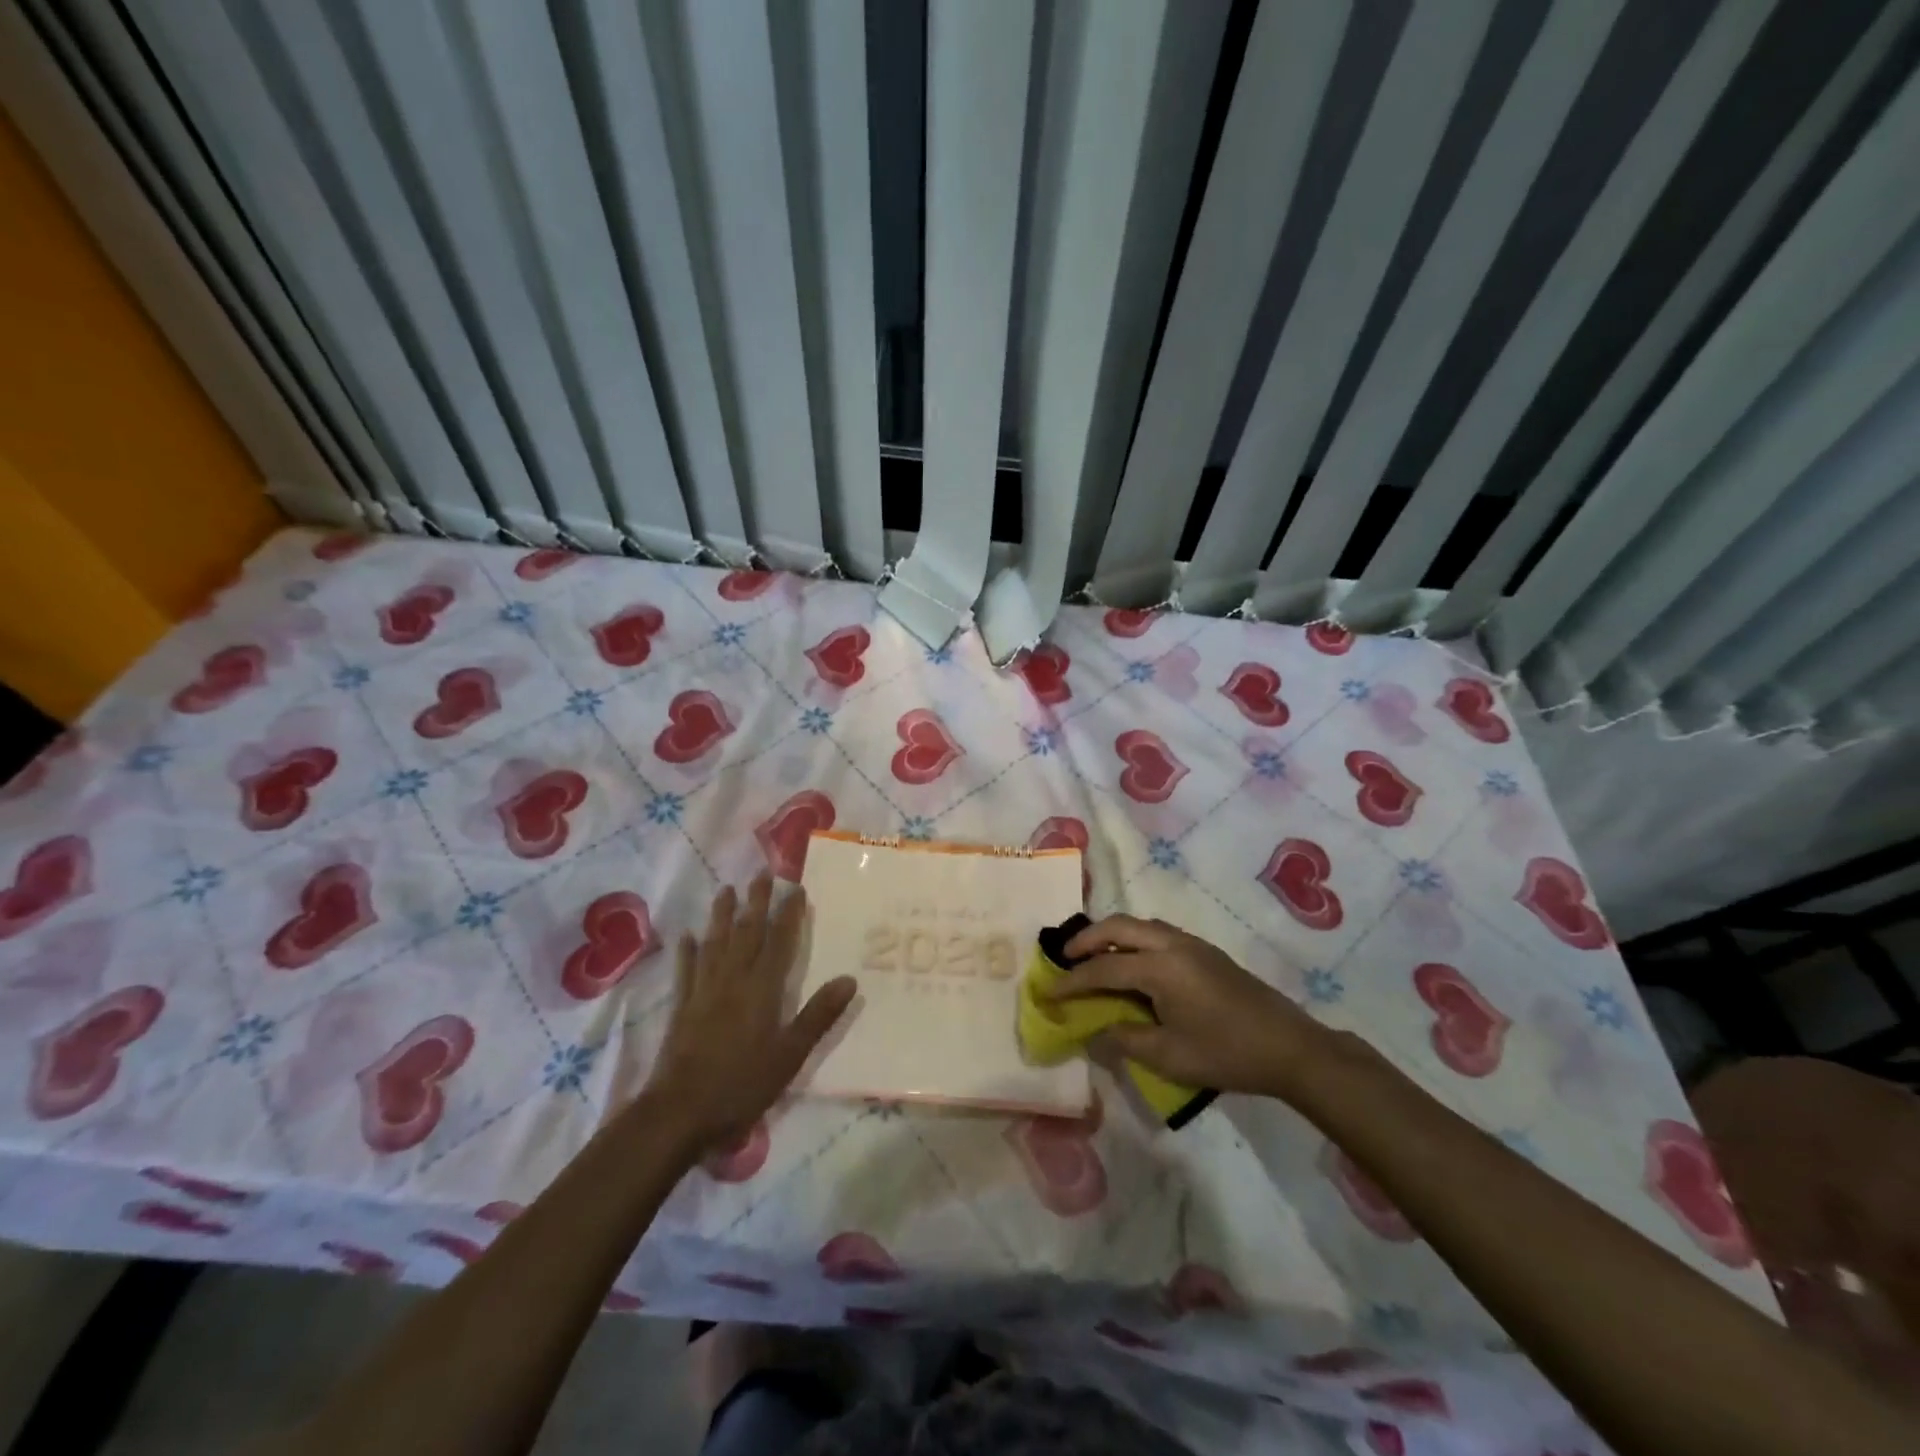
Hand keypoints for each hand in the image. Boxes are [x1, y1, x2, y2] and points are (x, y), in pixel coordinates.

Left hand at [646, 876, 855, 1158]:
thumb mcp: (790, 1055)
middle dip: (756, 903)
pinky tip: (687, 937)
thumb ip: (818, 1016)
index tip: (796, 889)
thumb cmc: (742, 1084)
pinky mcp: (682, 1008)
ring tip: (726, 890)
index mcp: (762, 989)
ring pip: (715, 944)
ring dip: (722, 916)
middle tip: (761, 874)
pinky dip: (688, 952)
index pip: (779, 942)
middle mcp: (733, 981)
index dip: (789, 915)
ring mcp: (704, 992)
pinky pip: (686, 971)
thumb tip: (849, 980)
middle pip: (747, 933)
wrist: (680, 1112)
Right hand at [1051, 914, 1326, 1099]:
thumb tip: (1092, 1033)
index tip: (1047, 992)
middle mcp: (1172, 944)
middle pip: (1118, 927)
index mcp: (1160, 967)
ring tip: (1094, 959)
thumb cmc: (1227, 1053)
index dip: (1072, 981)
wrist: (1290, 1048)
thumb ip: (1124, 1039)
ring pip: (1139, 925)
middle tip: (1065, 958)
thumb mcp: (1169, 1056)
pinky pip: (1157, 933)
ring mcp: (1192, 944)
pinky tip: (1133, 966)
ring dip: (1111, 936)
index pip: (1103, 968)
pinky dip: (1133, 940)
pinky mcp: (1205, 952)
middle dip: (1086, 939)